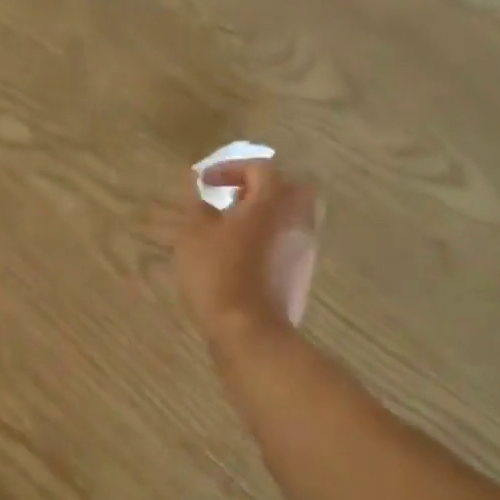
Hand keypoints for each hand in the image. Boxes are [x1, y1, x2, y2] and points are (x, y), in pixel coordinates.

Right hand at [176, 162, 319, 349]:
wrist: (251, 331)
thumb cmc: (219, 275)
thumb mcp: (194, 236)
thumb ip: (197, 206)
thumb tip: (200, 192)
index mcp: (273, 201)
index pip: (259, 168)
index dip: (230, 169)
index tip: (205, 182)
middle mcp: (297, 219)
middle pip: (292, 187)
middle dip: (263, 187)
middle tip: (235, 197)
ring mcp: (305, 248)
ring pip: (294, 216)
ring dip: (268, 213)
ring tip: (235, 227)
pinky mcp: (302, 274)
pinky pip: (290, 242)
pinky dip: (271, 238)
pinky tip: (244, 254)